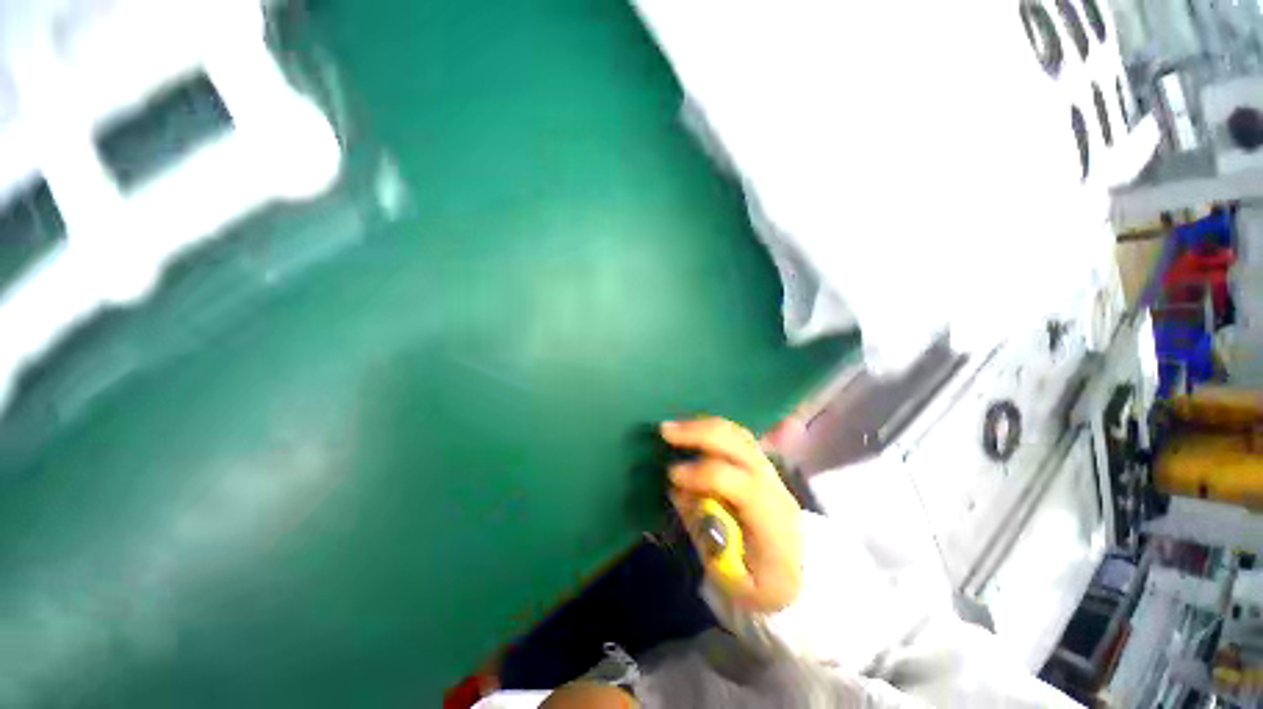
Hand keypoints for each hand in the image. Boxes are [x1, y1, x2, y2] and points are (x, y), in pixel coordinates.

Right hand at [661, 417, 802, 613]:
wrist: (803, 573)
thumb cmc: (767, 583)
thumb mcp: (735, 579)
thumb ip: (705, 533)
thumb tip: (677, 491)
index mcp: (773, 520)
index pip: (740, 484)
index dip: (702, 475)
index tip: (671, 476)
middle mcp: (773, 484)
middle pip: (740, 445)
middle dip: (700, 434)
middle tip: (664, 431)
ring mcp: (769, 468)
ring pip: (738, 434)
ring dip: (703, 425)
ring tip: (674, 426)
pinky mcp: (760, 463)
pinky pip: (736, 435)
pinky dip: (711, 427)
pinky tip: (691, 429)